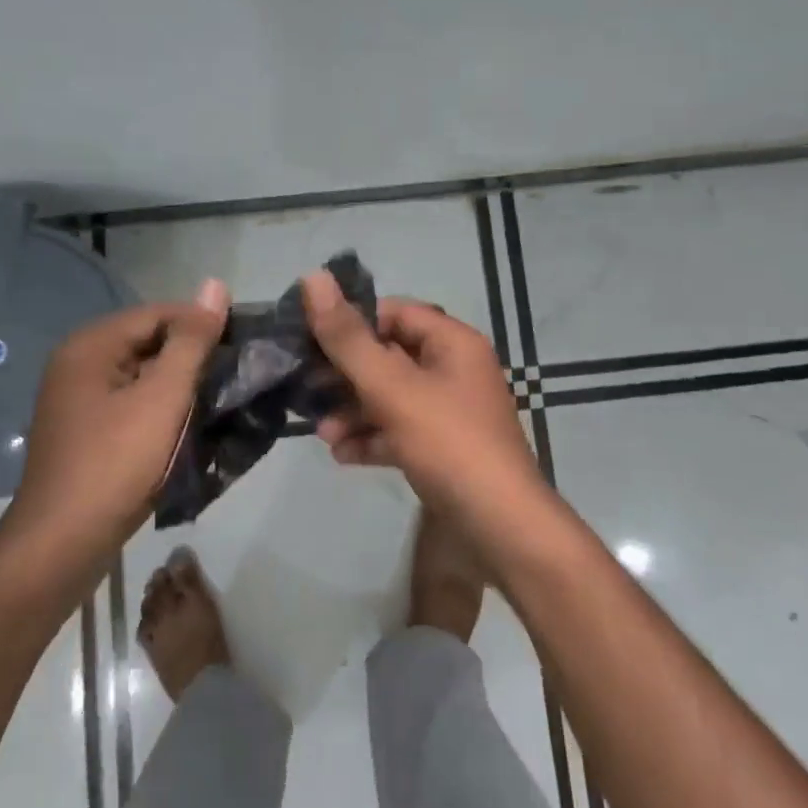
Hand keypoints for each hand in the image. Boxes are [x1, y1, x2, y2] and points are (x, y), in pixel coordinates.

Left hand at [4, 281, 229, 568]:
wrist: (61, 545)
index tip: (242, 344)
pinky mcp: (84, 430)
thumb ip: (191, 341)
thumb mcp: (162, 397)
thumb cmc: (114, 463)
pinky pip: (131, 402)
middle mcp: (78, 362)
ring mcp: (77, 399)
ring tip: (217, 399)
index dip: (202, 324)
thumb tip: (216, 285)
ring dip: (178, 385)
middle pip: (149, 342)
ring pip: (142, 375)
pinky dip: (160, 409)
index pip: (159, 313)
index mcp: (91, 345)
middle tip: (234, 376)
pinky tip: (186, 425)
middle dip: (191, 357)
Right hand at [301, 272, 545, 519]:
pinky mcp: (445, 450)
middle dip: (346, 375)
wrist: (502, 530)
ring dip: (354, 411)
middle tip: (306, 389)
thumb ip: (348, 338)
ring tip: (322, 434)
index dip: (353, 322)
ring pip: (392, 398)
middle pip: (390, 357)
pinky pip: (401, 432)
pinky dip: (373, 438)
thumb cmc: (449, 443)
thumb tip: (312, 277)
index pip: (395, 313)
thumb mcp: (392, 387)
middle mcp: (455, 371)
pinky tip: (342, 455)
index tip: (312, 340)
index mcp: (453, 343)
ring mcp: (451, 413)